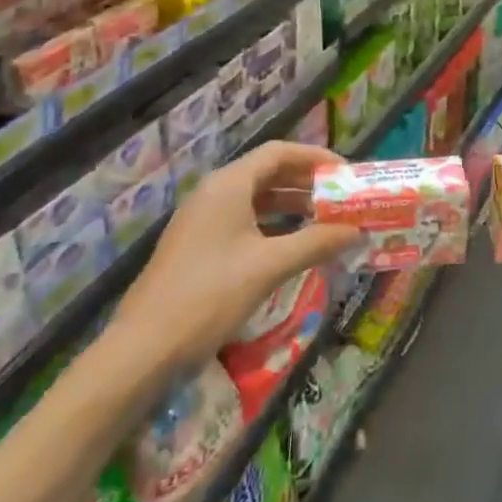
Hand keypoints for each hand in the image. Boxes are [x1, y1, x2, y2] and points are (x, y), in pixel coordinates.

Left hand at [110, 141, 360, 374]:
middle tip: (342, 199)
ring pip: (257, 200)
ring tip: (326, 221)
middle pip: (268, 173)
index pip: (279, 153)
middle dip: (307, 183)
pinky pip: (244, 222)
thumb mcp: (269, 266)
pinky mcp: (198, 246)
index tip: (346, 173)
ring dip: (292, 206)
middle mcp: (215, 193)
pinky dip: (273, 227)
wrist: (144, 348)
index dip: (315, 157)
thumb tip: (357, 231)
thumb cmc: (210, 295)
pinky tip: (294, 246)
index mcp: (229, 185)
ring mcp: (203, 220)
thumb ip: (316, 243)